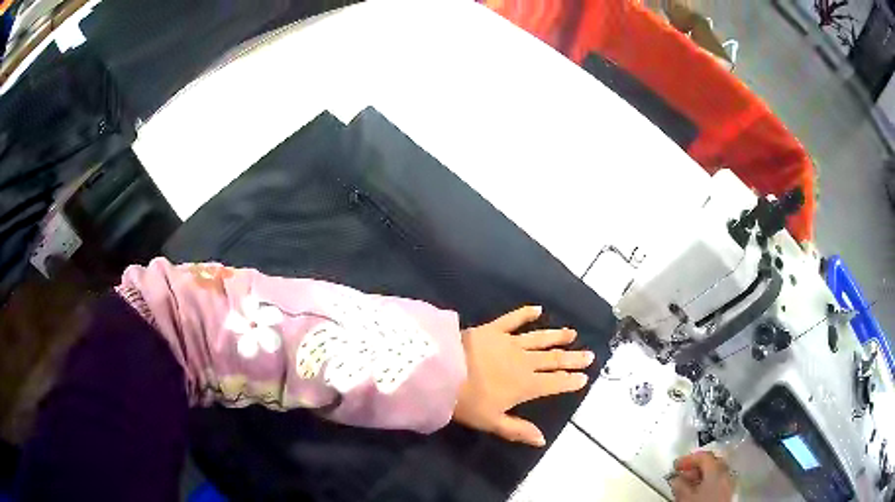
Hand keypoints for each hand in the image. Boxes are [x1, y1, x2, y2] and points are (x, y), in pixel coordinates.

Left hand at [452, 306, 594, 446]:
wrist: (441, 372)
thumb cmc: (467, 402)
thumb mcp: (492, 422)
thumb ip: (518, 430)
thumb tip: (542, 440)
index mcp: (526, 385)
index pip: (555, 382)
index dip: (570, 381)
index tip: (585, 377)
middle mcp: (524, 362)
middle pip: (553, 359)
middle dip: (572, 358)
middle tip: (589, 354)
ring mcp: (510, 342)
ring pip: (540, 338)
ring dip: (557, 336)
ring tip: (572, 333)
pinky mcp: (493, 329)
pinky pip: (513, 319)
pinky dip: (526, 313)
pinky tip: (537, 309)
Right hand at [669, 451, 734, 501]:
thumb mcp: (685, 496)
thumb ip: (680, 484)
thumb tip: (675, 478)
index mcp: (717, 469)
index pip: (703, 456)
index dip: (688, 458)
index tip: (676, 464)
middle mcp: (725, 473)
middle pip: (711, 462)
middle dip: (696, 466)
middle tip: (683, 472)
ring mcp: (727, 482)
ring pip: (714, 472)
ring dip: (701, 475)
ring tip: (687, 484)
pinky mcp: (726, 491)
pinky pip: (716, 481)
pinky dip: (706, 482)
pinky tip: (697, 491)